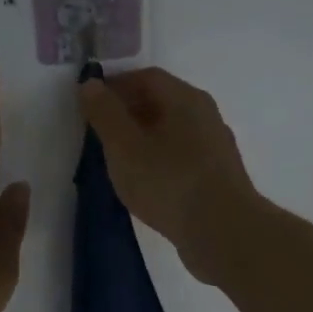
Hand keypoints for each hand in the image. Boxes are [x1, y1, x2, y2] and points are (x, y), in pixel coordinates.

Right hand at [78, 67, 259, 283]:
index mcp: (186, 99)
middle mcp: (205, 115)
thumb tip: (90, 84)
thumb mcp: (124, 146)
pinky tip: (145, 184)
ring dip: (143, 140)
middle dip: (127, 112)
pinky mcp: (217, 178)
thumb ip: (105, 113)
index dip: (115, 86)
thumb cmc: (169, 182)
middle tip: (98, 134)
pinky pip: (181, 158)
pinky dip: (158, 162)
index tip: (89, 105)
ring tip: (117, 161)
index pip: (146, 77)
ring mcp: (215, 148)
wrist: (223, 233)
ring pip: (172, 132)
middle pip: (161, 102)